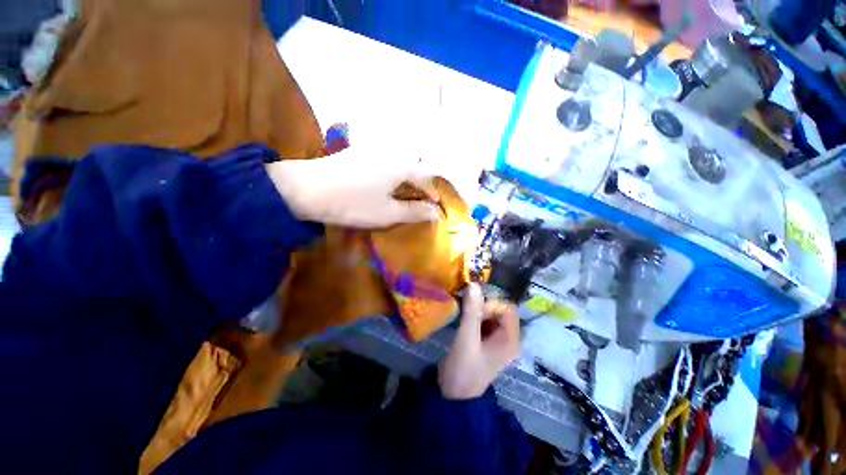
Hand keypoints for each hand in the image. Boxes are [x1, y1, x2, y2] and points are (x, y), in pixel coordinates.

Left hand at [266, 146, 440, 227]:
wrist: (306, 189)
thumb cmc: (353, 204)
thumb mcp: (387, 213)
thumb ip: (414, 212)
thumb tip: (436, 213)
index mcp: (401, 165)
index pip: (426, 176)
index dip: (433, 192)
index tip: (435, 205)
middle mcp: (390, 152)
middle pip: (415, 164)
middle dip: (421, 182)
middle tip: (420, 199)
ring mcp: (372, 149)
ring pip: (399, 160)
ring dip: (407, 176)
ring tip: (404, 193)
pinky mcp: (358, 151)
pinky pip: (385, 159)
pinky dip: (392, 171)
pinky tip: (383, 183)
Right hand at [439, 284, 520, 399]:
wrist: (454, 394)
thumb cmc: (464, 368)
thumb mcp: (467, 338)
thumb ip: (471, 311)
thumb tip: (473, 284)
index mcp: (511, 340)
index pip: (508, 308)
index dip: (491, 306)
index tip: (475, 313)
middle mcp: (509, 339)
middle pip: (500, 310)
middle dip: (484, 309)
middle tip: (468, 317)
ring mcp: (498, 341)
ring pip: (492, 315)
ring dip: (479, 313)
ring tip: (465, 319)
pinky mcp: (488, 342)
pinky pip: (485, 322)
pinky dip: (476, 318)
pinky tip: (465, 323)